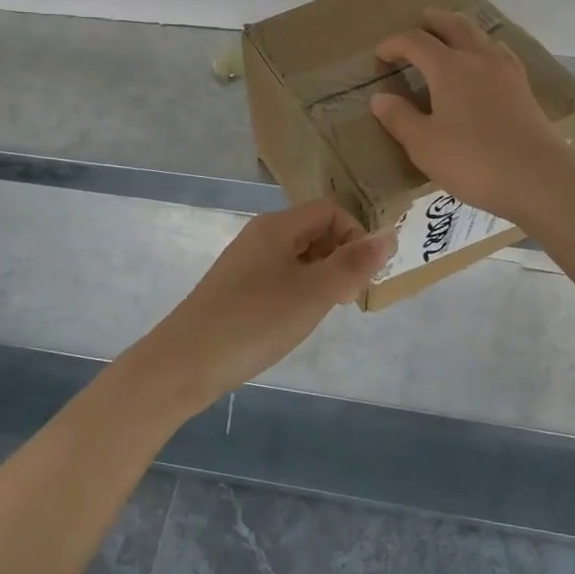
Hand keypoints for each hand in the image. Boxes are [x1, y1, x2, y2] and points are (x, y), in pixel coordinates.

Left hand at [142, 199, 392, 411]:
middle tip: (346, 298)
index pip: (331, 210)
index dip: (355, 235)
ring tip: (323, 312)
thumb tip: (389, 235)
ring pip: (299, 256)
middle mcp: (261, 236)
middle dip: (340, 258)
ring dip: (322, 278)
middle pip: (315, 230)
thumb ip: (354, 264)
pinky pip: (281, 277)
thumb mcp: (314, 293)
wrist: (185, 363)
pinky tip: (295, 321)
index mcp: (278, 226)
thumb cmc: (255, 321)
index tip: (360, 276)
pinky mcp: (237, 289)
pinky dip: (299, 292)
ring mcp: (246, 263)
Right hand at [369, 8, 574, 221]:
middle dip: (434, 21)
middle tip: (421, 22)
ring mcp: (506, 71)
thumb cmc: (473, 161)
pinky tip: (484, 65)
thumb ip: (399, 118)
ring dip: (461, 30)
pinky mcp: (524, 88)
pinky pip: (499, 53)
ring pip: (481, 36)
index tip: (380, 55)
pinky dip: (484, 48)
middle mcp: (479, 58)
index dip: (394, 44)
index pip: (415, 41)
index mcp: (449, 68)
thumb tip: (380, 98)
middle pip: (454, 25)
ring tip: (451, 39)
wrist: (538, 178)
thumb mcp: (424, 145)